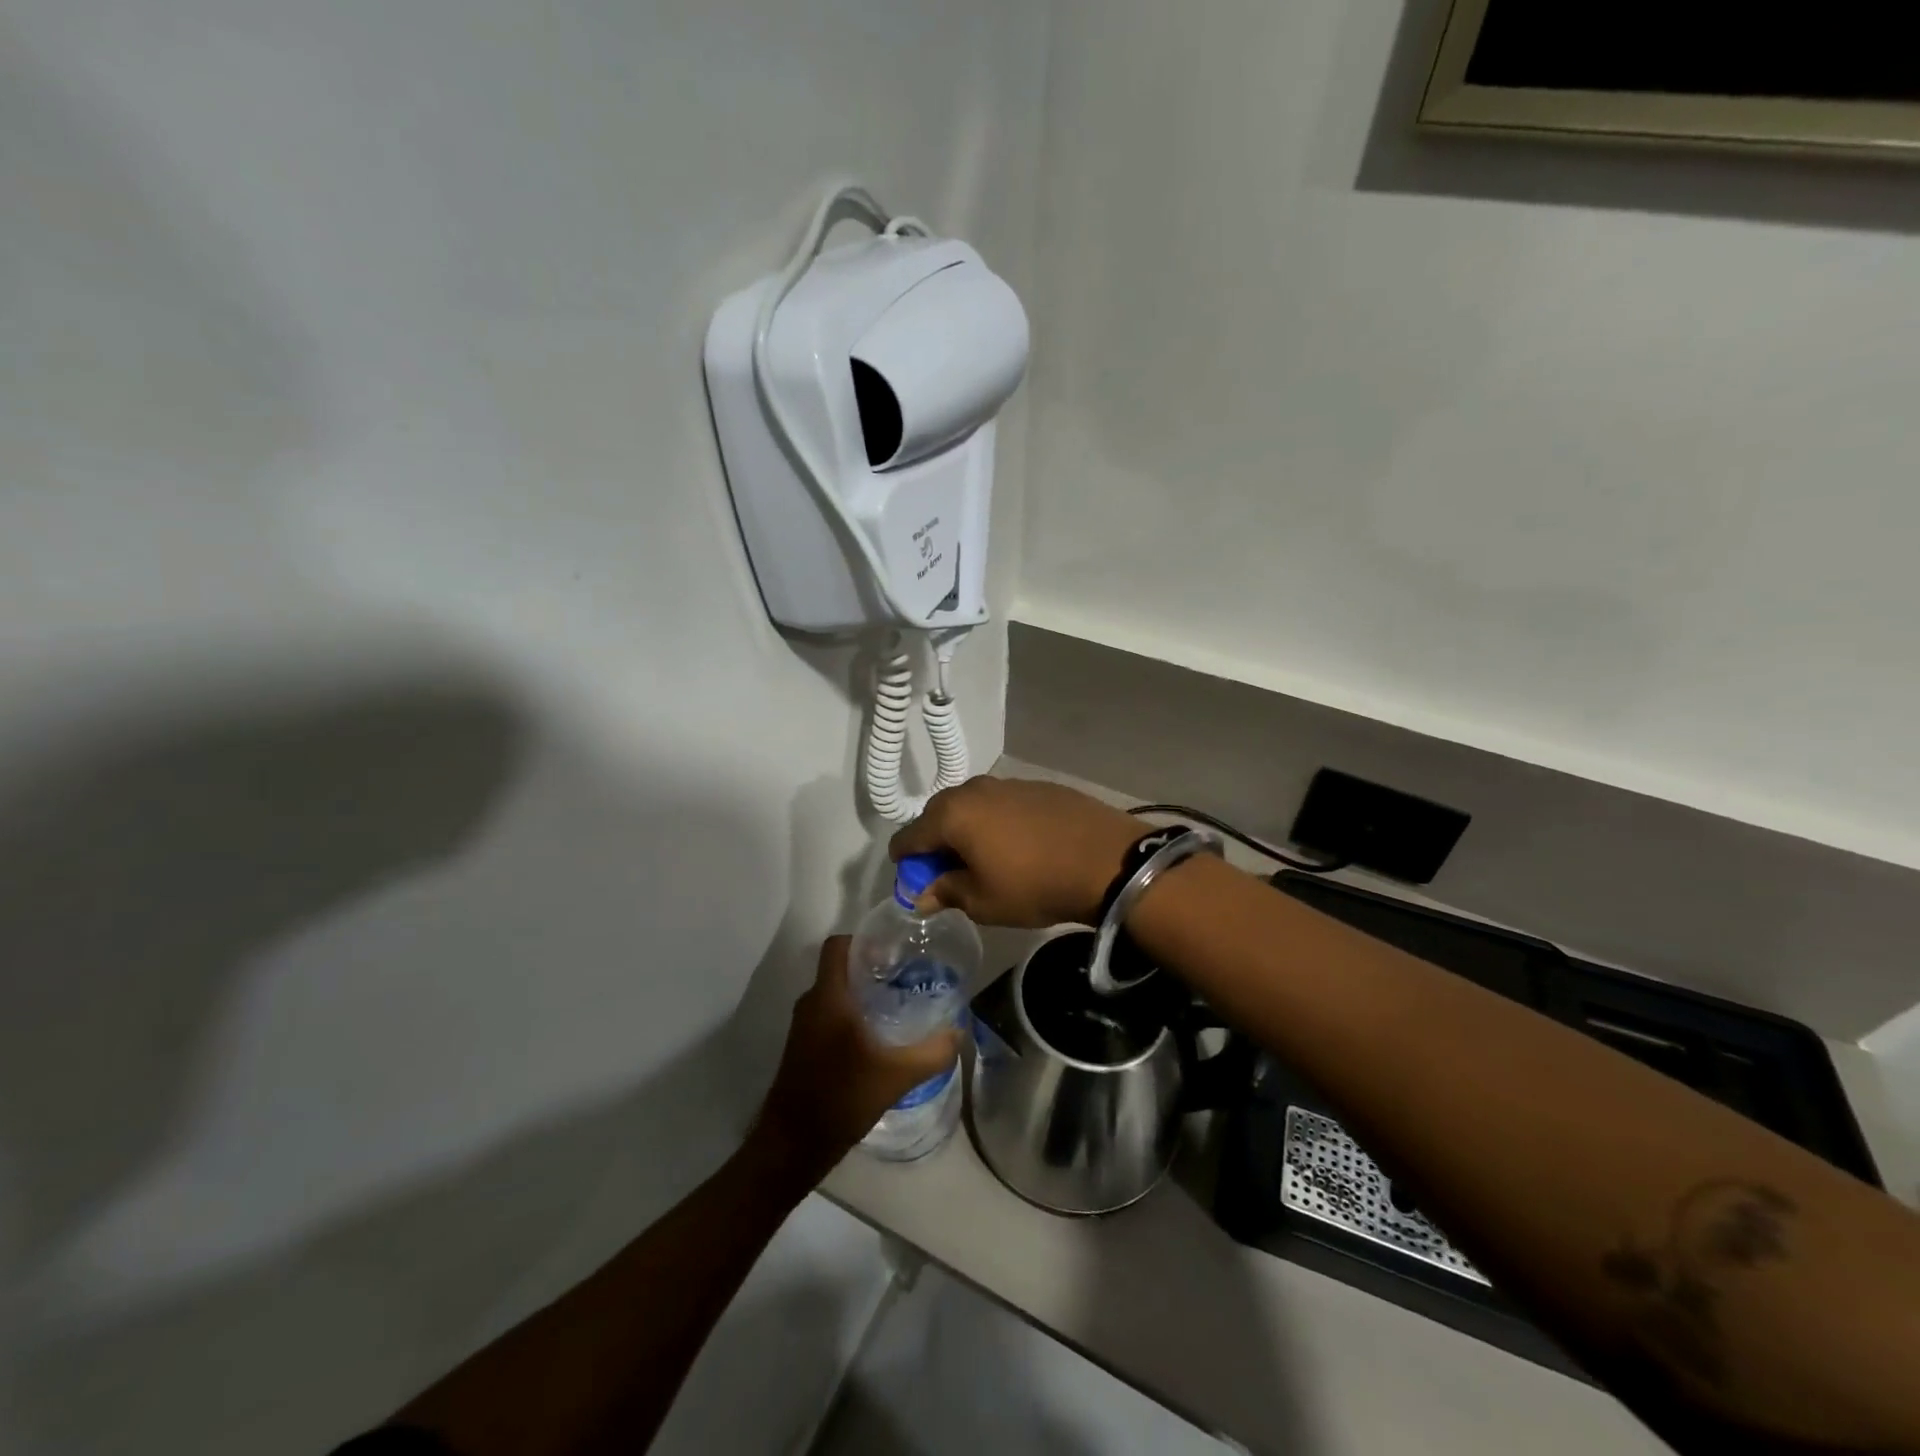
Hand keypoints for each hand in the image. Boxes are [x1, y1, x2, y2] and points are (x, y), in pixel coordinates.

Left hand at [749, 938, 960, 1183]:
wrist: (793, 1145)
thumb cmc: (842, 1097)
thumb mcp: (896, 1076)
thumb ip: (932, 1052)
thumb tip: (959, 1031)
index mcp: (828, 997)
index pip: (838, 945)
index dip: (864, 940)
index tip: (894, 952)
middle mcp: (811, 1003)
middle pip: (840, 968)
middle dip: (871, 967)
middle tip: (906, 976)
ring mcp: (803, 1026)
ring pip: (834, 993)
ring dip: (861, 993)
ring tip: (897, 1004)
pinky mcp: (803, 1046)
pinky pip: (828, 1014)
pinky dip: (850, 1014)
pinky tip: (877, 1036)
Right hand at [888, 776, 1143, 927]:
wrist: (1107, 860)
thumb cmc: (1035, 885)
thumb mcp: (983, 901)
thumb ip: (945, 892)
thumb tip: (922, 895)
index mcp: (952, 814)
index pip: (908, 837)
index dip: (906, 863)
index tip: (917, 884)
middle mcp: (973, 789)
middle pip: (938, 815)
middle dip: (936, 843)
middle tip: (950, 873)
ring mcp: (1008, 783)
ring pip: (972, 806)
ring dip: (968, 830)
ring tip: (986, 858)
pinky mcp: (1037, 785)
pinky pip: (1002, 803)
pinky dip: (997, 822)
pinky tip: (1019, 844)